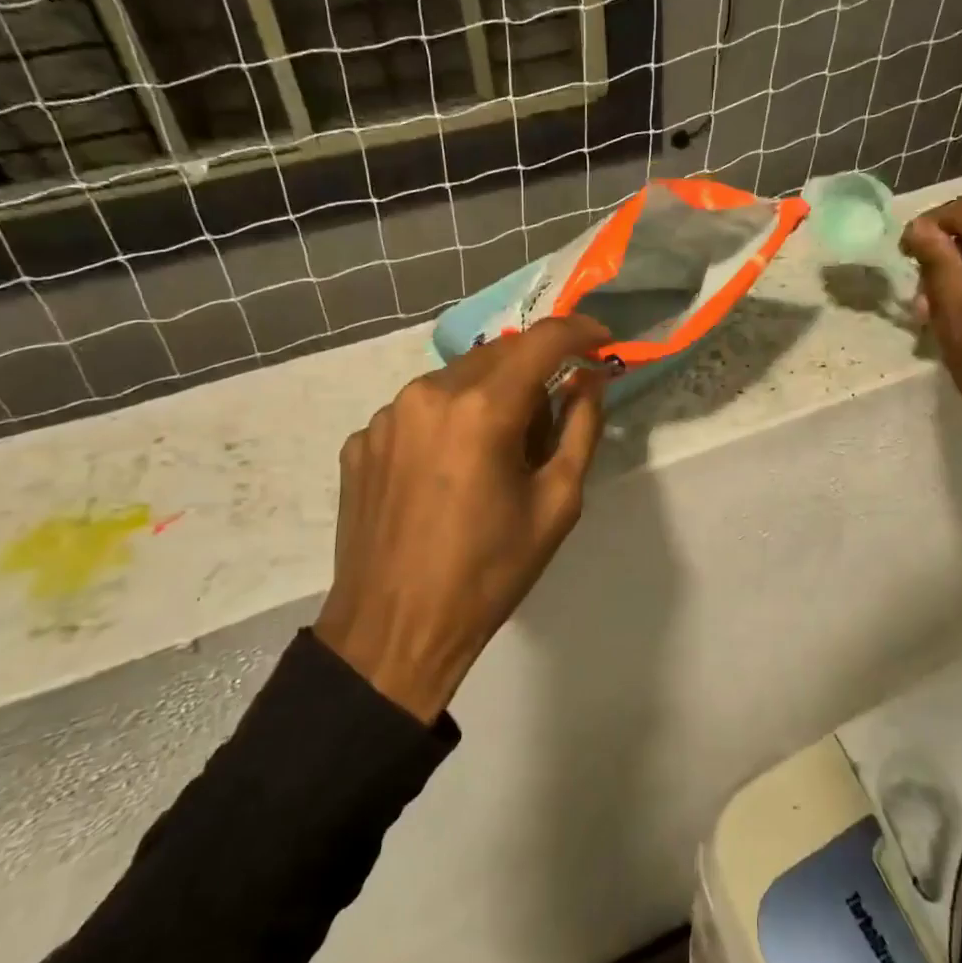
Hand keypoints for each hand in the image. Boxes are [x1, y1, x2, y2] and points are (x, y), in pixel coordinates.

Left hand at [316, 317, 610, 721]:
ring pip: (456, 380)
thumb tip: (589, 380)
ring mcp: (385, 416)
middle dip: (533, 373)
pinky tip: (447, 475)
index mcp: (482, 409)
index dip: (579, 331)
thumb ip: (581, 428)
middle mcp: (428, 394)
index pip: (542, 341)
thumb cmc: (489, 572)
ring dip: (488, 398)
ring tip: (493, 459)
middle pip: (498, 354)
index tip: (601, 340)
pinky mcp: (360, 440)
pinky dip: (447, 424)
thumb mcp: (557, 504)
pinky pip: (419, 411)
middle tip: (547, 426)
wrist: (393, 631)